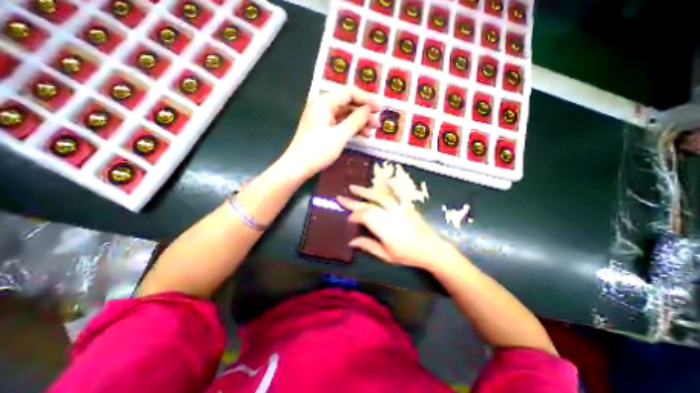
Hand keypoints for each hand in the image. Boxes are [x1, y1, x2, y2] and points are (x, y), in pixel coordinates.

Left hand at [283, 86, 379, 177]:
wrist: (297, 167)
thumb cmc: (318, 151)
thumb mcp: (340, 135)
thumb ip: (355, 120)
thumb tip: (368, 109)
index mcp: (324, 103)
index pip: (349, 92)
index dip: (366, 99)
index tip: (380, 109)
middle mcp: (322, 106)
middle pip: (347, 103)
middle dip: (364, 113)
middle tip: (377, 123)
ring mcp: (321, 118)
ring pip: (344, 115)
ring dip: (359, 122)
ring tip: (371, 131)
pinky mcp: (322, 129)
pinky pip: (339, 124)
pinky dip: (350, 128)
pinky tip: (361, 135)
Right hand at [336, 183, 450, 269]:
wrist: (431, 249)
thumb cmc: (407, 255)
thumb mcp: (386, 255)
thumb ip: (368, 246)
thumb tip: (351, 241)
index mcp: (383, 227)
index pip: (362, 217)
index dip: (353, 217)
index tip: (347, 220)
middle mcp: (388, 214)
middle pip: (367, 205)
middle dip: (353, 202)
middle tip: (340, 197)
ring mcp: (398, 208)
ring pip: (379, 197)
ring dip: (365, 192)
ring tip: (353, 187)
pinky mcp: (406, 206)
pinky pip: (398, 193)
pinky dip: (392, 186)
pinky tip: (386, 180)